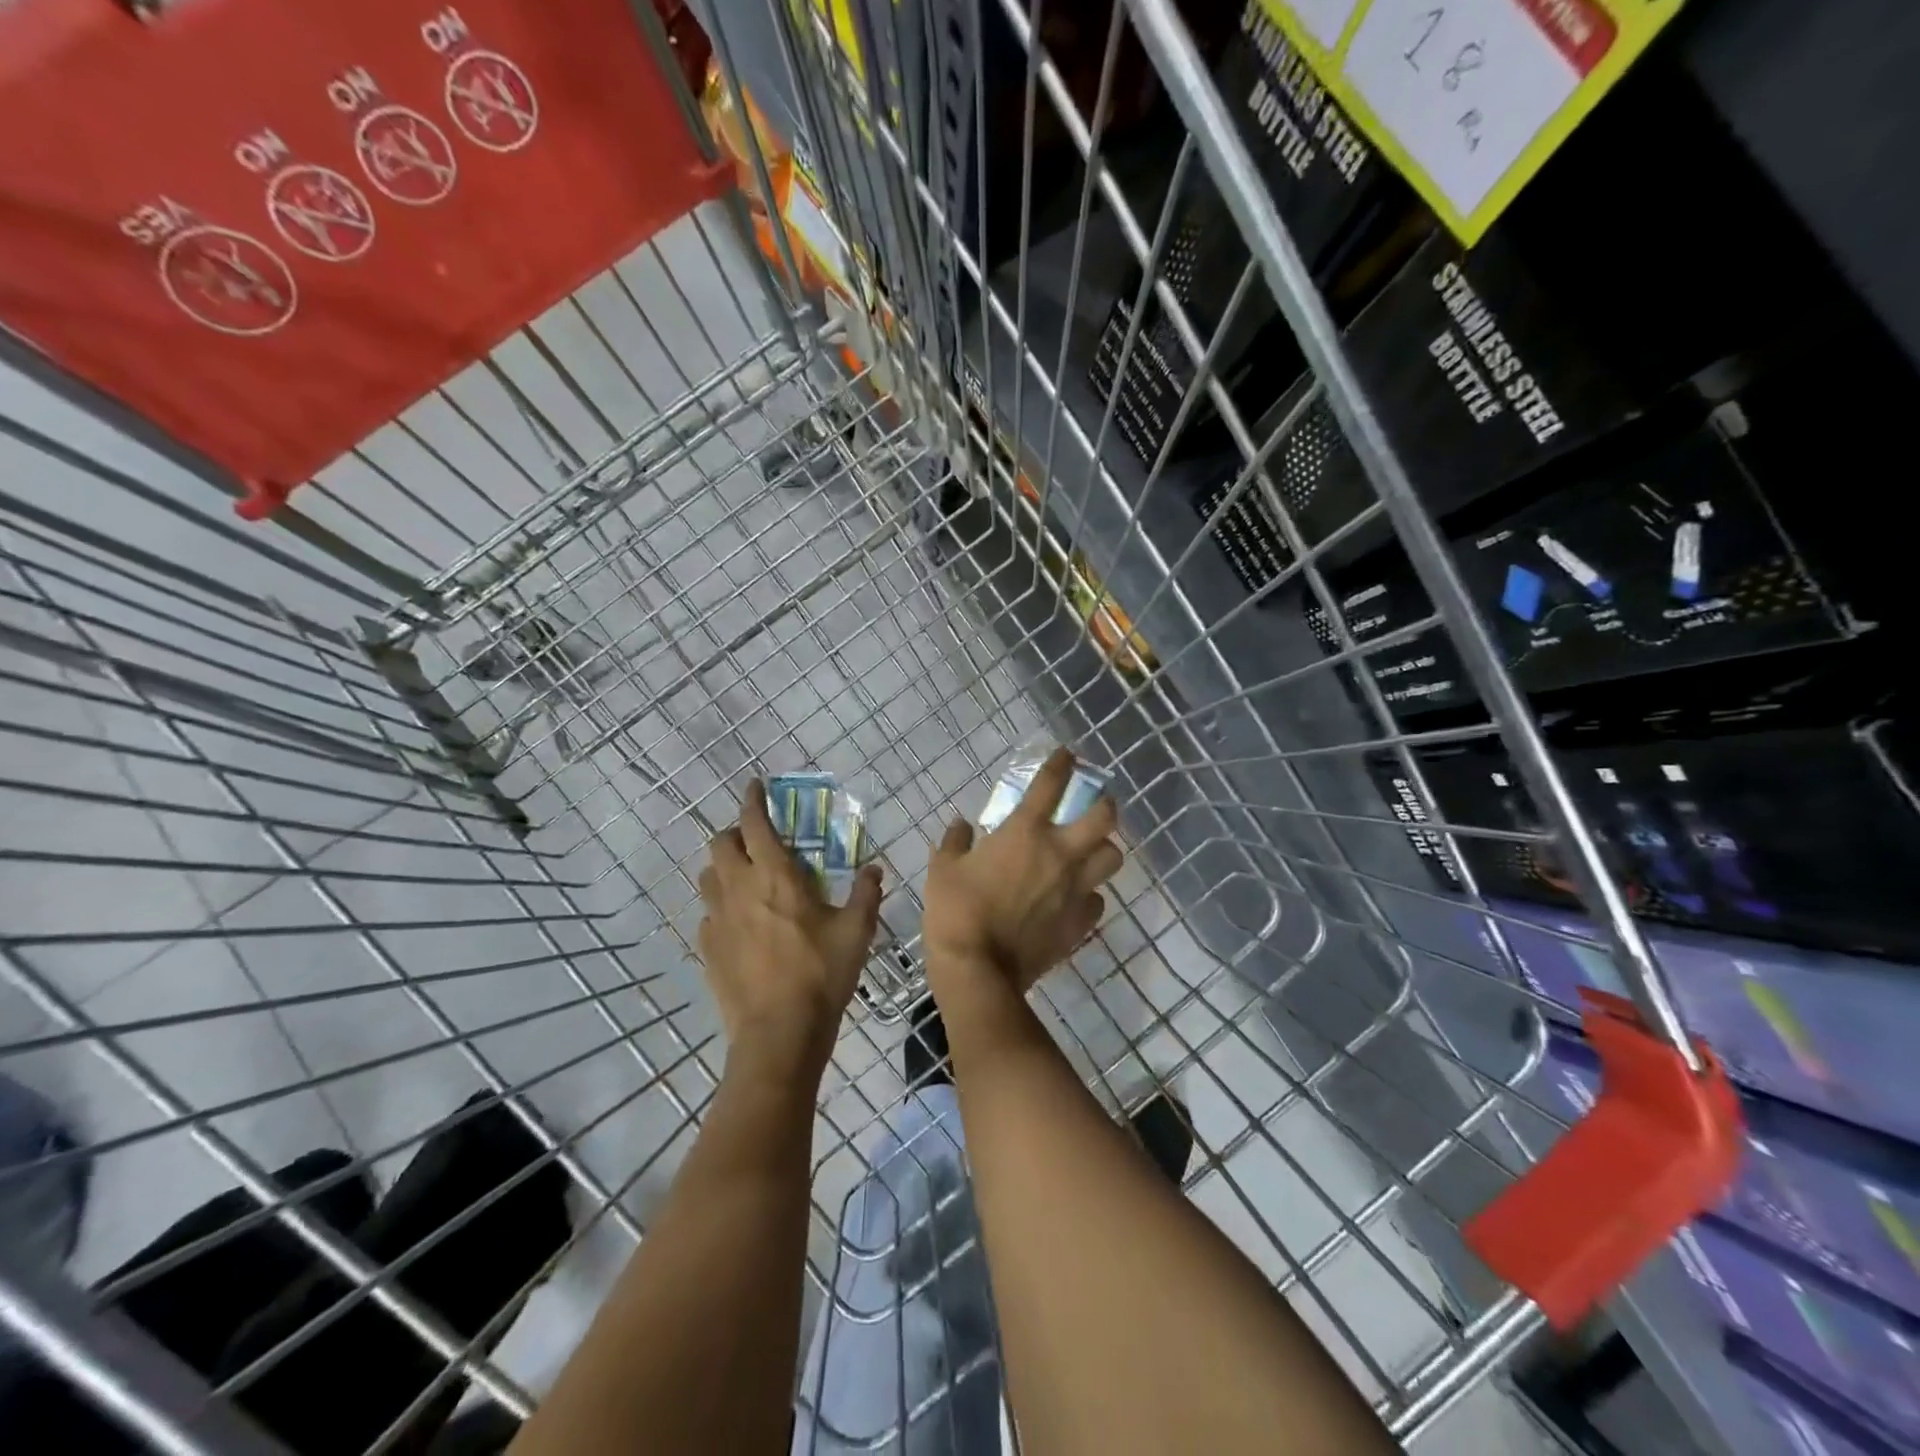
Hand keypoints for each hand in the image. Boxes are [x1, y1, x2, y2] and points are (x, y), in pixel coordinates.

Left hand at [697, 782, 882, 1087]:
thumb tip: (875, 869)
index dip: (753, 800)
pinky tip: (740, 922)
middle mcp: (740, 888)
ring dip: (723, 867)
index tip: (755, 786)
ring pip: (708, 876)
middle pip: (720, 843)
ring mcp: (718, 919)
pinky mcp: (708, 948)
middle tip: (757, 840)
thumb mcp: (857, 932)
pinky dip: (721, 906)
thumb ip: (866, 894)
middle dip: (735, 833)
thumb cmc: (822, 975)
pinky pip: (708, 913)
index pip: (755, 824)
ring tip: (746, 877)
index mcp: (776, 876)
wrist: (778, 1035)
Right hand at [923, 748, 1123, 997]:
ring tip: (1090, 852)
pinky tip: (1075, 898)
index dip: (1061, 764)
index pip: (1050, 784)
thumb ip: (955, 841)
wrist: (979, 970)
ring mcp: (1075, 889)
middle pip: (1104, 817)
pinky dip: (1090, 895)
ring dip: (1104, 850)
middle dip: (1105, 804)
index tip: (1066, 755)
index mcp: (1025, 832)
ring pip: (1111, 858)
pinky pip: (1097, 900)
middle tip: (1095, 805)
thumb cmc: (956, 912)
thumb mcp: (943, 869)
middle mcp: (1059, 854)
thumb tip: (961, 825)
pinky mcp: (1080, 922)